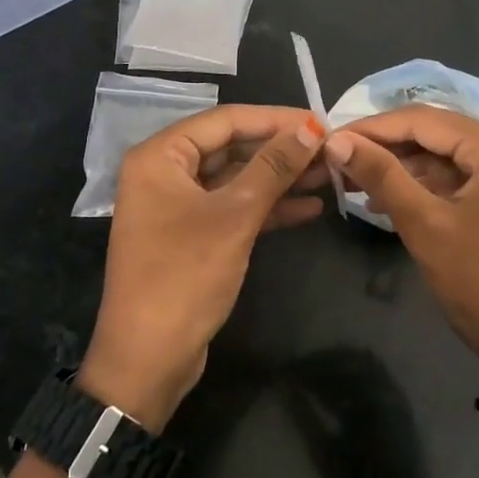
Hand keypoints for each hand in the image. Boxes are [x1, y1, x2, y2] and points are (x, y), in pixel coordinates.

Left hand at [81, 105, 327, 430]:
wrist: (148, 358)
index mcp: (160, 156)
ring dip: (279, 179)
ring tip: (329, 175)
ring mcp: (177, 206)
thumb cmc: (185, 275)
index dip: (274, 119)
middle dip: (280, 151)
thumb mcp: (234, 216)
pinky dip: (267, 208)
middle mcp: (164, 173)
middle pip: (231, 148)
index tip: (320, 122)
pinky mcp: (192, 236)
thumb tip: (311, 128)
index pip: (225, 121)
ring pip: (235, 180)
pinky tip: (310, 207)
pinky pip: (232, 209)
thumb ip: (273, 168)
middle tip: (330, 150)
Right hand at [324, 107, 478, 428]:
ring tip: (354, 183)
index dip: (372, 127)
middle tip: (337, 161)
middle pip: (435, 135)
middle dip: (385, 148)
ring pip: (444, 158)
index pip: (423, 120)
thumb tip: (336, 141)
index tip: (329, 139)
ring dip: (401, 169)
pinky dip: (423, 187)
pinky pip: (458, 179)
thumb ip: (381, 175)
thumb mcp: (425, 225)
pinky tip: (388, 200)